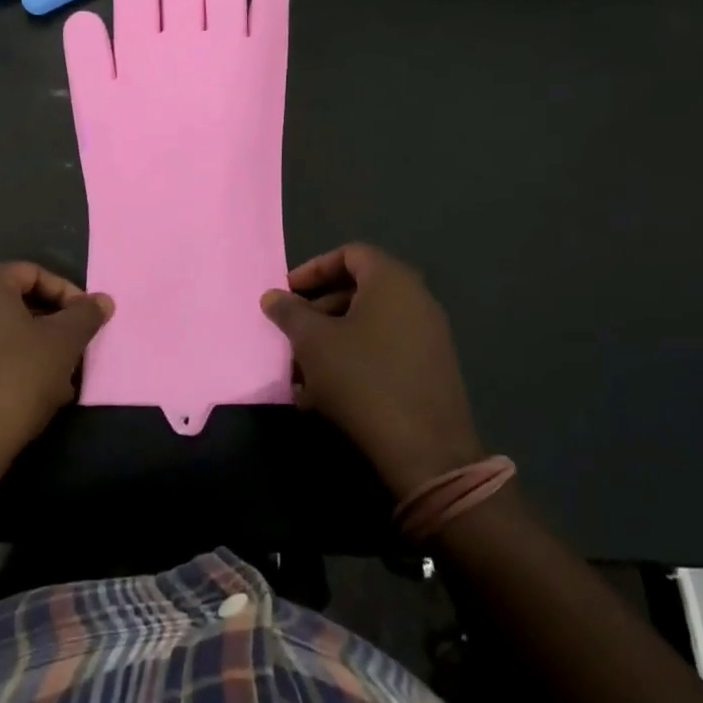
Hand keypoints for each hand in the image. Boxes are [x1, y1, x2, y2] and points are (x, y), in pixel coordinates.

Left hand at [0, 262, 112, 472]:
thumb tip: (103, 300)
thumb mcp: (63, 343)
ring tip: (58, 381)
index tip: (87, 322)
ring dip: (33, 350)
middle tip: (75, 352)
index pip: (33, 273)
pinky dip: (7, 368)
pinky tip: (28, 397)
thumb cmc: (16, 378)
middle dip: (51, 327)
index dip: (67, 294)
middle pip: (15, 304)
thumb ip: (86, 315)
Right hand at [260, 244, 483, 499]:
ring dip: (329, 342)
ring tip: (298, 374)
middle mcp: (416, 300)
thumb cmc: (362, 378)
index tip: (288, 292)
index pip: (350, 253)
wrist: (426, 450)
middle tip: (289, 335)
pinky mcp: (429, 371)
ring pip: (367, 326)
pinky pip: (383, 352)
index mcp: (392, 281)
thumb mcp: (313, 342)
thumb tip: (273, 296)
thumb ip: (290, 312)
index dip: (314, 268)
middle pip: (358, 291)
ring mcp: (427, 337)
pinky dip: (352, 362)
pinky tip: (323, 396)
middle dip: (316, 312)